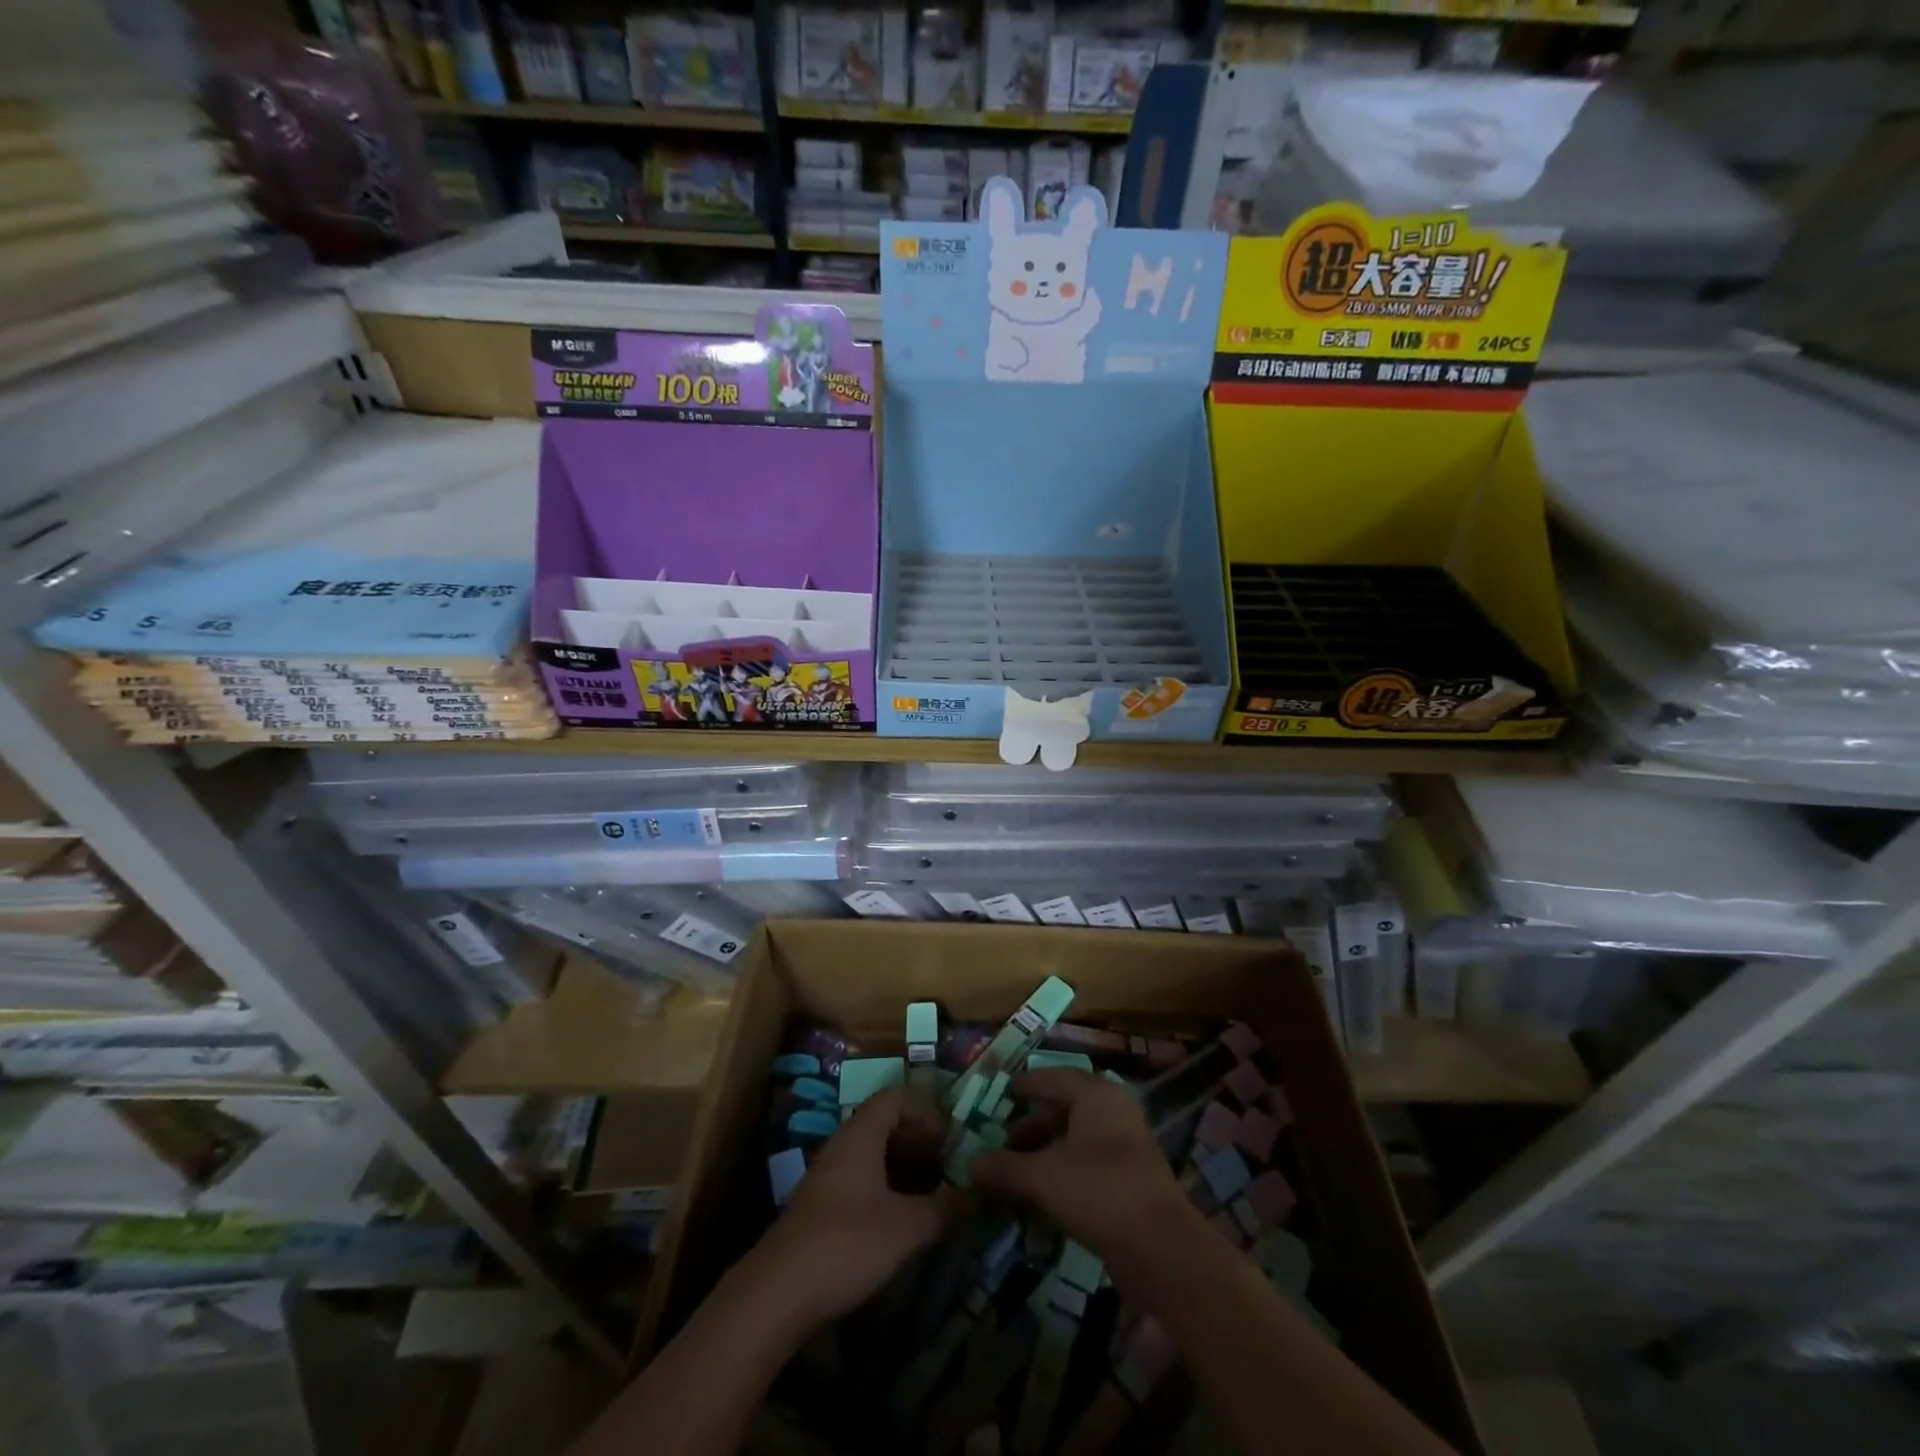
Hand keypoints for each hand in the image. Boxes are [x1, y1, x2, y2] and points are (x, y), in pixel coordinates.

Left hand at [751, 1087, 960, 1328]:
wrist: (776, 1295)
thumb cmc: (846, 1244)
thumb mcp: (905, 1228)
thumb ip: (944, 1209)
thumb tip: (980, 1196)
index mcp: (861, 1135)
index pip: (896, 1097)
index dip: (927, 1110)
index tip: (952, 1138)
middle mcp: (843, 1146)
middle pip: (886, 1124)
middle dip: (921, 1140)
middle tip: (951, 1166)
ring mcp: (829, 1177)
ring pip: (874, 1155)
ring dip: (906, 1167)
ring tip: (935, 1193)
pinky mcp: (822, 1208)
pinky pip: (862, 1180)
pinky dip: (888, 1188)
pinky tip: (904, 1220)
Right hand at [970, 1069, 1199, 1269]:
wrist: (1162, 1250)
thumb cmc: (1099, 1192)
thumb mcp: (1042, 1177)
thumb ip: (1004, 1168)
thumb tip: (970, 1164)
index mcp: (1096, 1095)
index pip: (1054, 1077)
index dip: (1026, 1084)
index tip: (1003, 1091)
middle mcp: (1114, 1112)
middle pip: (1065, 1109)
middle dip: (1032, 1125)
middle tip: (1003, 1141)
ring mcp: (1126, 1146)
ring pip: (1076, 1139)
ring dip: (1045, 1152)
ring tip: (1016, 1173)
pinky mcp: (1131, 1180)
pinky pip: (1088, 1164)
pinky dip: (1063, 1173)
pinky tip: (1041, 1197)